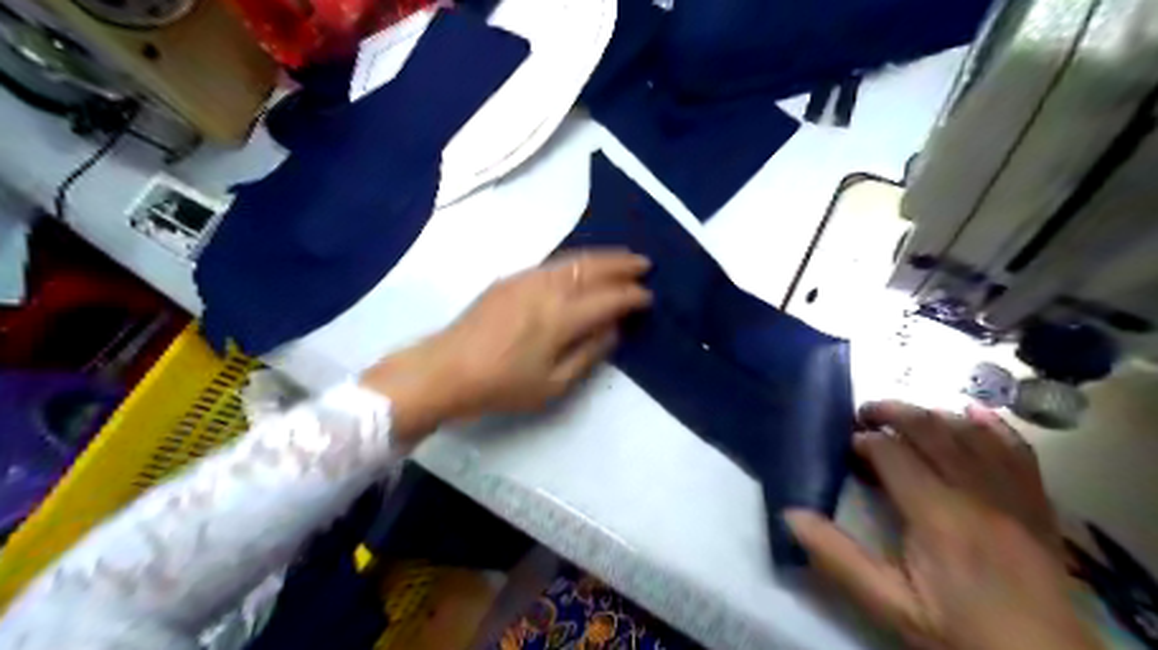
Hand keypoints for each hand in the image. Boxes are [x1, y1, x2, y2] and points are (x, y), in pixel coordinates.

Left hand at [360, 251, 650, 442]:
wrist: (445, 370)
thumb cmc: (501, 385)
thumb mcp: (553, 384)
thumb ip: (588, 353)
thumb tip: (612, 329)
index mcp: (560, 317)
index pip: (607, 299)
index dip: (631, 296)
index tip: (648, 297)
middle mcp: (547, 289)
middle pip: (592, 268)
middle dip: (621, 264)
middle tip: (643, 264)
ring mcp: (526, 279)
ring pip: (572, 260)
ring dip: (601, 257)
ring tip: (621, 258)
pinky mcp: (510, 279)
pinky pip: (553, 263)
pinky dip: (576, 261)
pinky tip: (581, 267)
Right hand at [783, 400, 1097, 649]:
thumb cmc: (960, 632)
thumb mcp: (890, 604)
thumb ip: (838, 557)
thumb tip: (790, 514)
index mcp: (938, 515)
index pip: (893, 455)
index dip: (864, 442)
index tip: (845, 446)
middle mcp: (977, 494)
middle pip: (932, 430)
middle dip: (893, 413)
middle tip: (864, 413)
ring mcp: (1014, 496)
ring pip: (971, 434)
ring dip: (933, 415)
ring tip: (905, 414)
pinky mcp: (1037, 506)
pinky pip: (1018, 452)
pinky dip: (993, 428)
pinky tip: (974, 415)